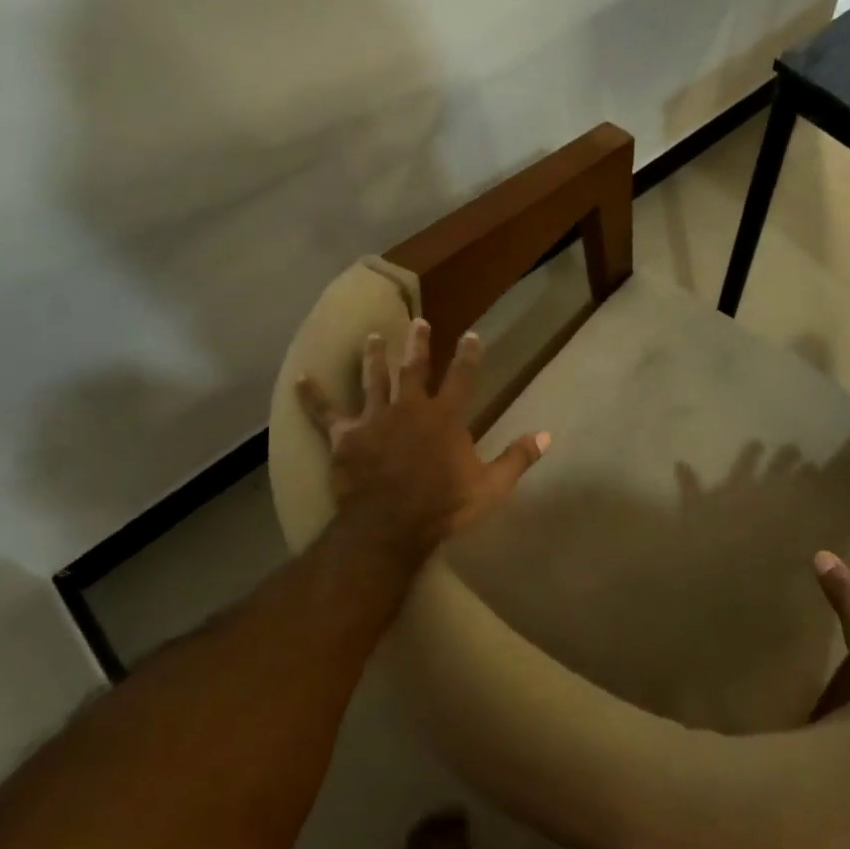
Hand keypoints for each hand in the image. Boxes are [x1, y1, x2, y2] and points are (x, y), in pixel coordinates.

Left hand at [296, 318, 548, 569]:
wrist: (390, 526)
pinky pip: (325, 412)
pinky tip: (301, 378)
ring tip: (371, 336)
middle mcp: (410, 407)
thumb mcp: (490, 486)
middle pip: (414, 368)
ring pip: (373, 379)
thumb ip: (518, 458)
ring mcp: (375, 418)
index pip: (462, 377)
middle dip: (417, 343)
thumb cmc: (443, 506)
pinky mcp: (346, 436)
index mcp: (445, 417)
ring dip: (373, 357)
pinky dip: (312, 395)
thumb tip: (548, 436)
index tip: (470, 334)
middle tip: (417, 322)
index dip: (468, 354)